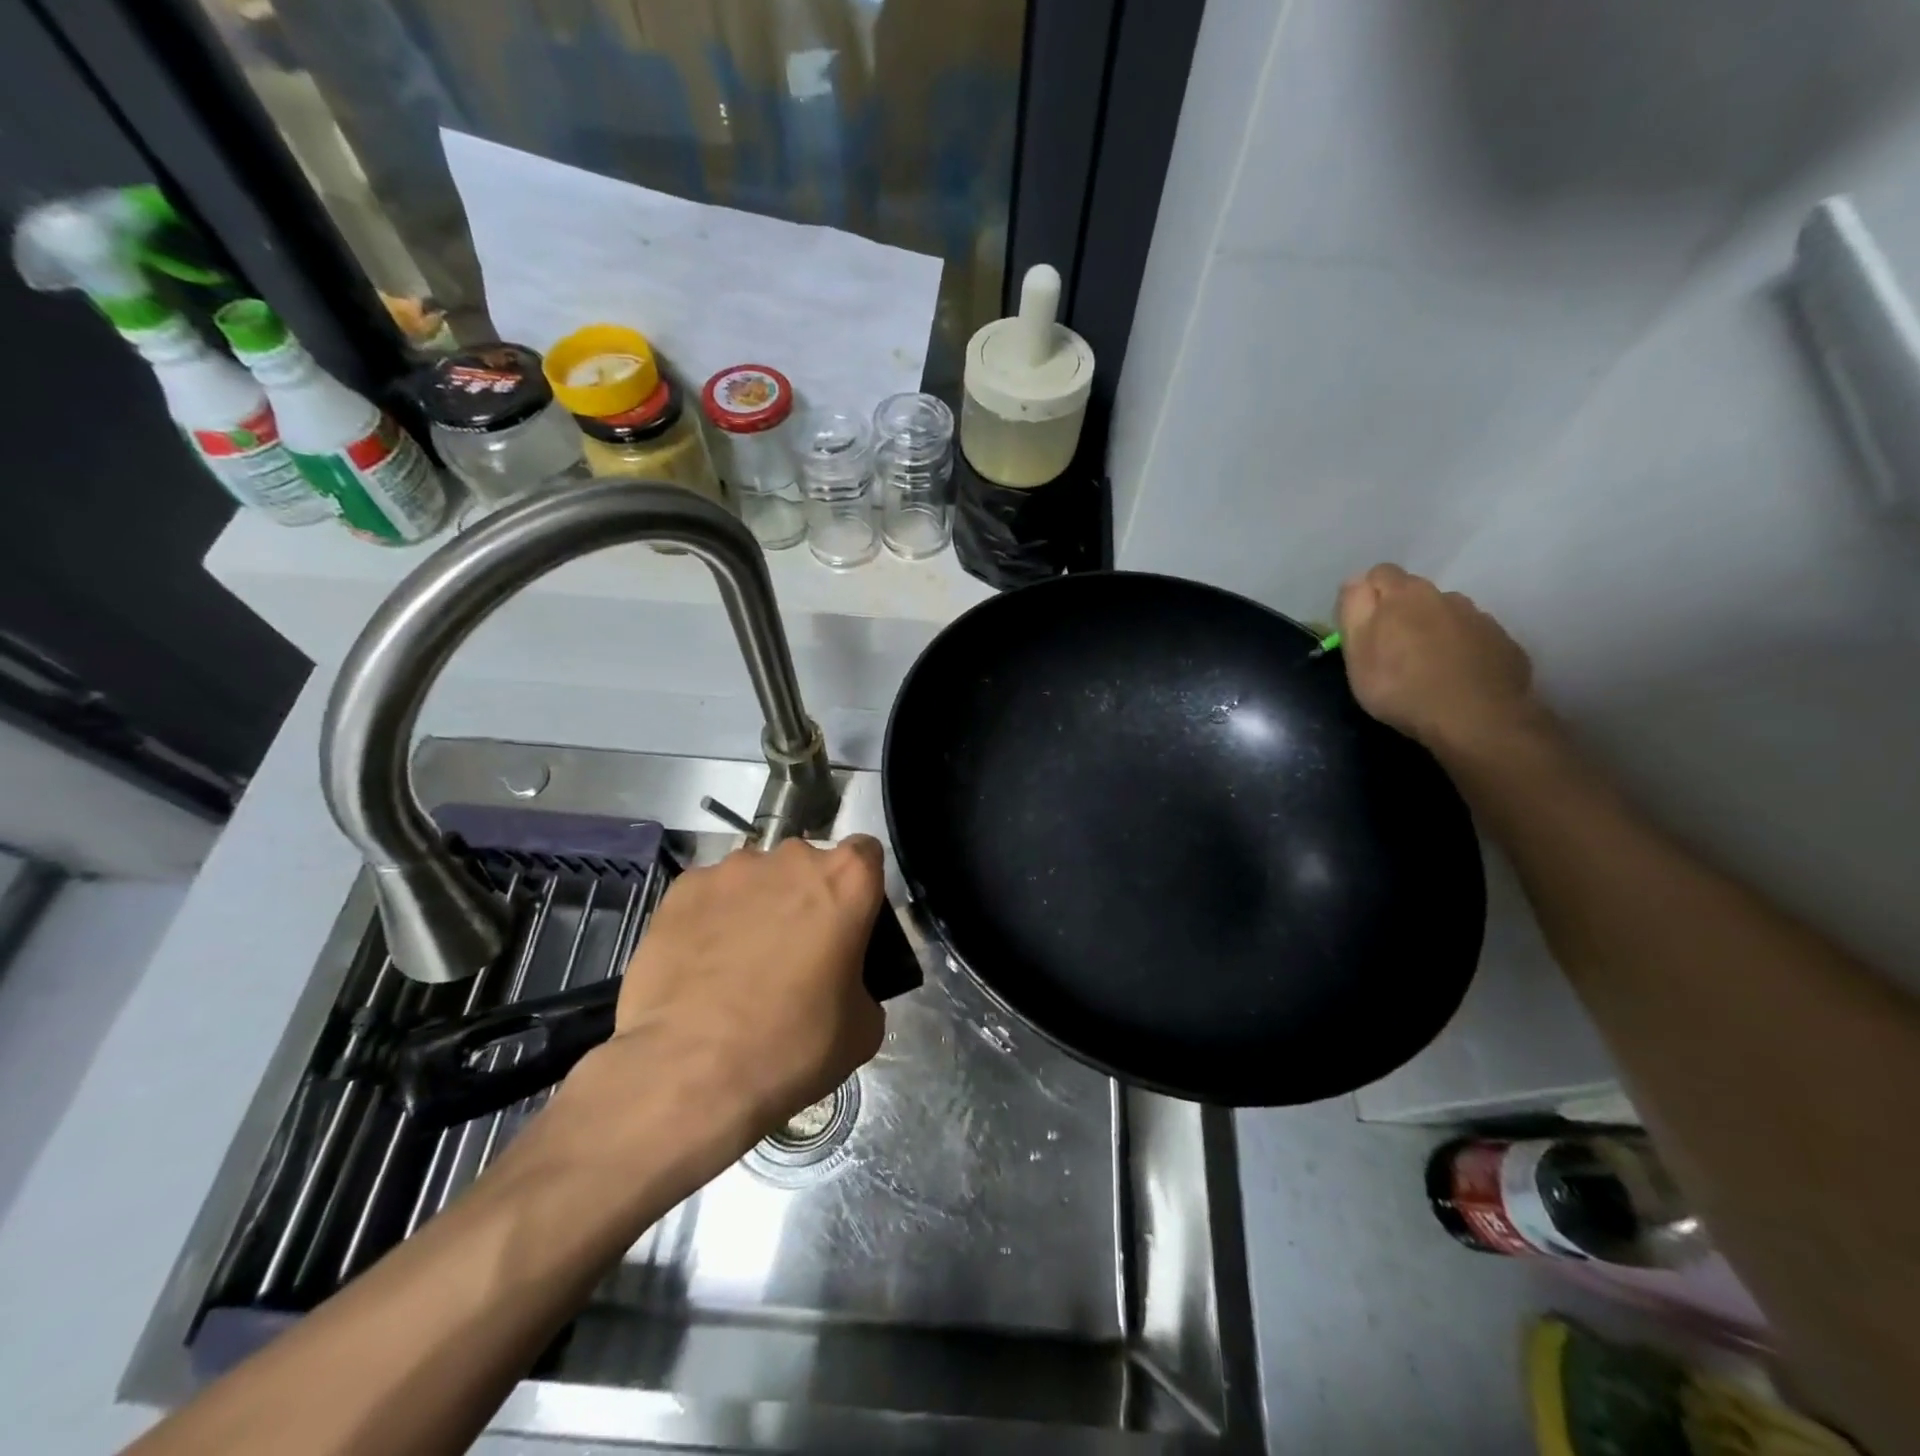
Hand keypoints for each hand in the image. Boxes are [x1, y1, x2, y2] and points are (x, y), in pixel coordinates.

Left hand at [562, 837, 888, 1166]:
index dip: (859, 887)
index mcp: (846, 881)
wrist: (690, 1072)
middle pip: (807, 866)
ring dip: (757, 906)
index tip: (849, 924)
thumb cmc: (792, 1046)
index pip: (866, 853)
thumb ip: (863, 987)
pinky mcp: (682, 890)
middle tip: (796, 952)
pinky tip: (700, 965)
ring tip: (739, 962)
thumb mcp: (861, 1029)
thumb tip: (847, 989)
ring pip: (756, 879)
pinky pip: (709, 896)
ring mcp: (731, 870)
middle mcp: (791, 859)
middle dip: (805, 898)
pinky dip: (711, 919)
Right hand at [1336, 564, 1538, 754]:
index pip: (1379, 574)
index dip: (1366, 596)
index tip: (1361, 627)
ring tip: (1426, 666)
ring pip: (1446, 615)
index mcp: (1404, 594)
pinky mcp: (1503, 643)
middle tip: (1390, 652)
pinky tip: (1455, 677)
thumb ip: (1354, 609)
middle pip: (1415, 594)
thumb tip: (1356, 581)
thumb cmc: (1400, 686)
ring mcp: (1479, 618)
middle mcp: (1445, 596)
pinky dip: (1462, 650)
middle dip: (1401, 614)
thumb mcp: (1356, 651)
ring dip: (1433, 630)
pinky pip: (1474, 638)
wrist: (1476, 718)